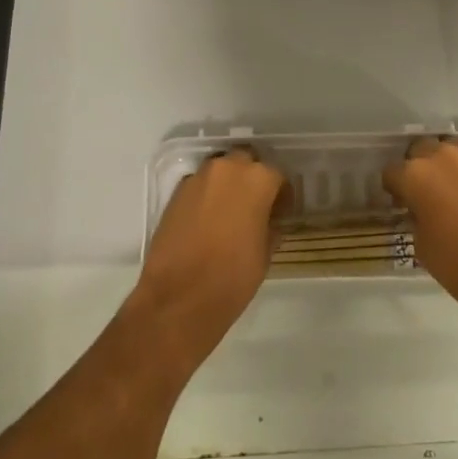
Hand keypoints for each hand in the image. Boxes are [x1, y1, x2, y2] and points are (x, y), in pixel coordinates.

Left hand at [134, 148, 288, 365]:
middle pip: (246, 161)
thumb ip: (270, 226)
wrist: (179, 297)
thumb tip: (269, 220)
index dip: (281, 195)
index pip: (277, 175)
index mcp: (257, 179)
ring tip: (231, 212)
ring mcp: (198, 178)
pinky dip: (207, 195)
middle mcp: (228, 168)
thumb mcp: (265, 253)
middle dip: (253, 178)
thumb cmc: (232, 277)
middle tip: (256, 205)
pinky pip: (200, 185)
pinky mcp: (176, 192)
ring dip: (229, 183)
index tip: (280, 212)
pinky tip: (208, 220)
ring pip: (221, 170)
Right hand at [382, 137, 457, 338]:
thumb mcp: (422, 246)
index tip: (401, 203)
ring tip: (457, 191)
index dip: (394, 189)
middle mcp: (444, 156)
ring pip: (453, 150)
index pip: (392, 172)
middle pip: (421, 150)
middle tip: (427, 193)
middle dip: (419, 168)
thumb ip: (416, 217)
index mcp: (416, 175)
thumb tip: (421, 210)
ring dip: (448, 166)